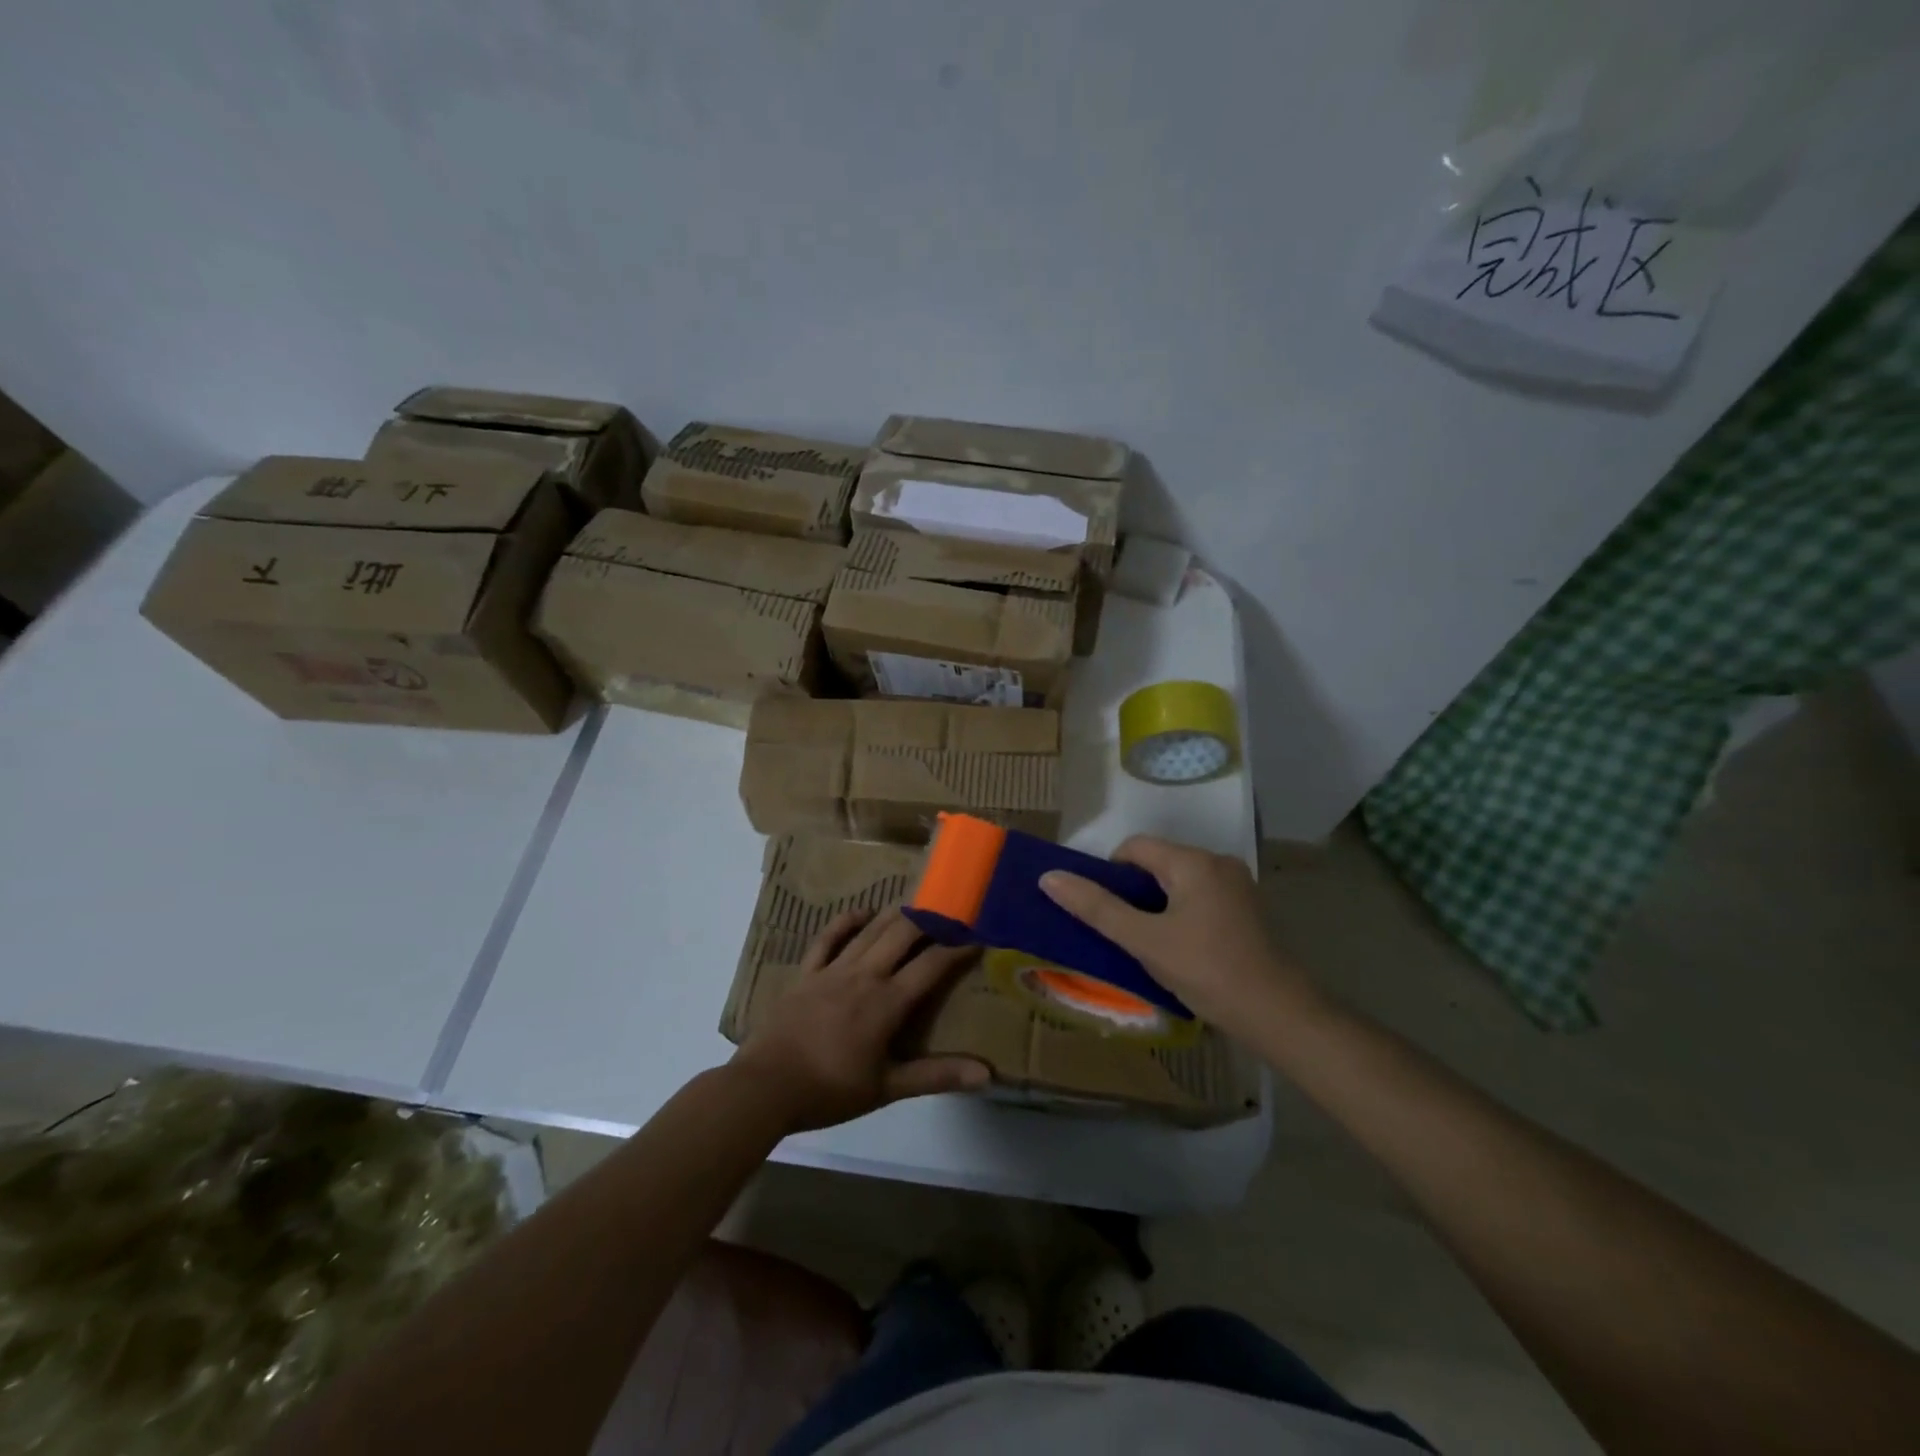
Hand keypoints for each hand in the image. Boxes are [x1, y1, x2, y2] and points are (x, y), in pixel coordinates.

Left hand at [731, 907, 989, 1132]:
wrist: (765, 1087)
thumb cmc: (829, 1090)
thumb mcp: (888, 1088)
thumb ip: (937, 1076)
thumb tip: (986, 1073)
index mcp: (887, 1002)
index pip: (931, 965)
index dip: (957, 949)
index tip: (978, 937)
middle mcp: (864, 975)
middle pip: (902, 933)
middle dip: (928, 919)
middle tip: (948, 913)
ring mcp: (832, 970)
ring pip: (869, 931)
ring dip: (895, 914)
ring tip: (915, 904)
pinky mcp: (806, 973)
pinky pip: (827, 938)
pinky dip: (845, 922)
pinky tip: (860, 913)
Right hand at [1039, 836, 1317, 1030]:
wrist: (1277, 1015)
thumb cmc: (1206, 971)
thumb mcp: (1144, 941)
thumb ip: (1096, 908)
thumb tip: (1049, 877)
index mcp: (1193, 861)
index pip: (1134, 847)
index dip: (1110, 874)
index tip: (1104, 912)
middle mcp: (1218, 862)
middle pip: (1157, 862)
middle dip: (1134, 893)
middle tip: (1122, 932)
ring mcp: (1237, 885)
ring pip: (1178, 883)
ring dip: (1156, 906)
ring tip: (1147, 944)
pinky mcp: (1247, 909)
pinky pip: (1199, 898)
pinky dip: (1180, 914)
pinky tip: (1179, 949)